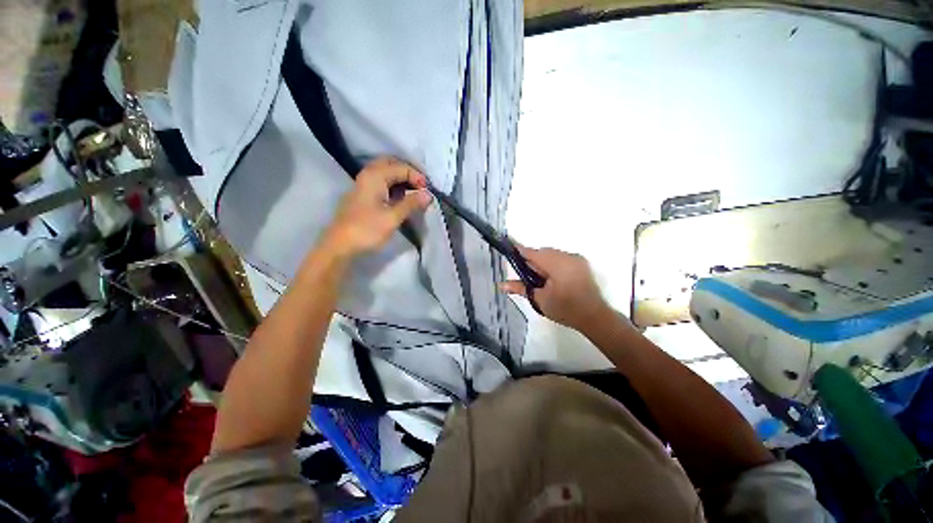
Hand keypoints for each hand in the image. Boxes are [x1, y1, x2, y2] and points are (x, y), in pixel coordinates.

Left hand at [322, 157, 431, 257]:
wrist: (340, 246)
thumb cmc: (367, 230)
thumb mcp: (392, 218)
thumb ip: (411, 203)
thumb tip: (429, 194)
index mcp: (375, 176)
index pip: (401, 167)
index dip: (417, 177)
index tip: (428, 192)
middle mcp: (367, 175)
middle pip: (390, 164)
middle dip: (408, 172)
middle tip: (421, 186)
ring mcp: (363, 185)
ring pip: (385, 173)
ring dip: (400, 179)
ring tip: (414, 193)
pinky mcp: (362, 196)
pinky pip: (380, 183)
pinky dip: (393, 186)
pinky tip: (400, 199)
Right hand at [500, 247, 611, 332]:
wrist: (594, 317)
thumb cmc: (565, 309)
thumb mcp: (539, 300)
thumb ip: (520, 288)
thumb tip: (501, 285)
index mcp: (556, 264)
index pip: (533, 253)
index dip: (520, 251)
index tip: (509, 250)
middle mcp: (567, 256)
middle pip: (543, 252)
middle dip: (533, 261)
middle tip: (527, 276)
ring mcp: (576, 258)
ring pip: (552, 254)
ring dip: (543, 262)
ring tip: (540, 279)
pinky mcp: (581, 263)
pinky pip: (561, 257)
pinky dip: (553, 263)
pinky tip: (552, 277)